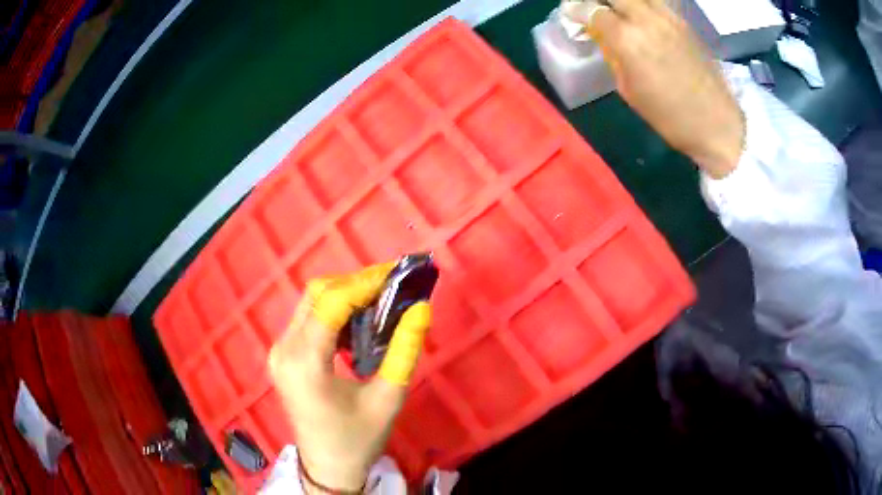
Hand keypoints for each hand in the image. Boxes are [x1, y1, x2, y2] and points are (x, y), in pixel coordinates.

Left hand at [268, 263, 431, 492]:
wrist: (327, 468)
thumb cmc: (357, 439)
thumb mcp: (388, 398)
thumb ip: (404, 351)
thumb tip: (421, 308)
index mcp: (304, 362)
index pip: (331, 303)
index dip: (364, 283)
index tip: (397, 275)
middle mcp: (284, 349)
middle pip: (316, 295)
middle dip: (355, 284)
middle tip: (391, 287)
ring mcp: (279, 352)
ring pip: (311, 304)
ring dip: (345, 296)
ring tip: (381, 301)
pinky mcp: (283, 356)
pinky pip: (308, 320)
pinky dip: (334, 312)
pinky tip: (358, 323)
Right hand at [563, 0, 745, 177]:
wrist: (716, 122)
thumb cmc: (669, 116)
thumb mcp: (629, 89)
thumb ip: (613, 55)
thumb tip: (602, 36)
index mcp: (627, 40)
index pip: (591, 10)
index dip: (577, 10)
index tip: (571, 15)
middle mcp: (646, 19)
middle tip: (593, 9)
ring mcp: (668, 17)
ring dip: (622, 1)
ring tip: (617, 11)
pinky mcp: (683, 22)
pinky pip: (656, 2)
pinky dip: (643, 5)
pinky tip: (641, 17)